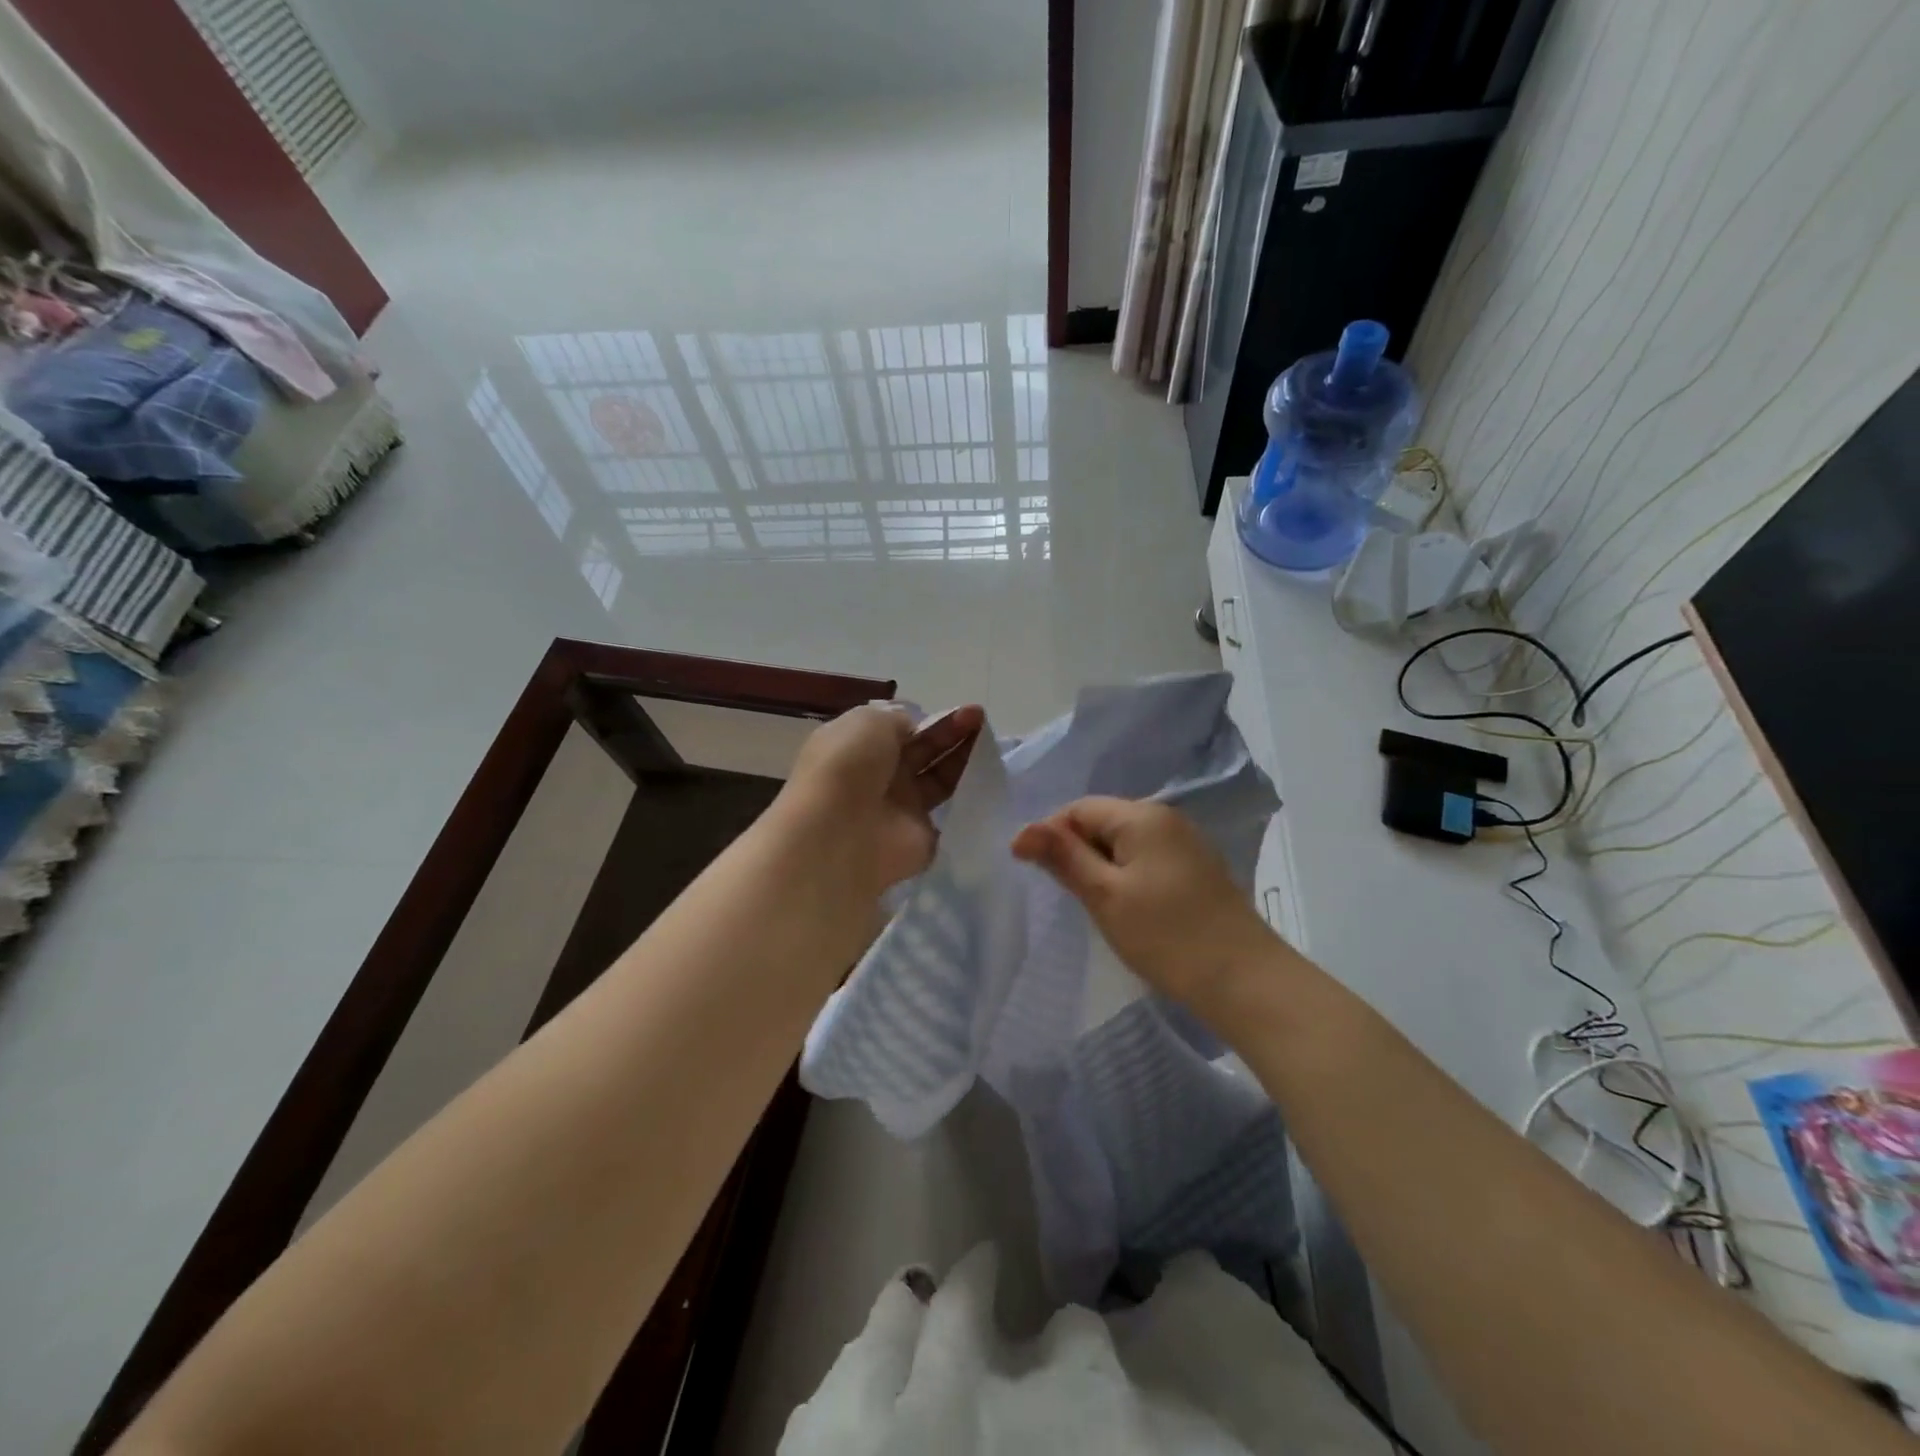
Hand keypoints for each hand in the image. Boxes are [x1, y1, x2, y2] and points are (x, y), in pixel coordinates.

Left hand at [781, 703, 984, 895]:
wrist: (839, 833)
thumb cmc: (849, 766)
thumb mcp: (870, 722)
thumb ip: (899, 720)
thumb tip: (916, 729)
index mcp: (862, 745)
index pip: (905, 729)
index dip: (936, 719)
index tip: (969, 712)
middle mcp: (881, 775)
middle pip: (926, 751)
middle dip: (954, 734)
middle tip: (983, 722)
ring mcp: (902, 808)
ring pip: (940, 780)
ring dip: (964, 761)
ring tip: (990, 747)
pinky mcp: (922, 838)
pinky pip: (951, 816)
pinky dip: (970, 801)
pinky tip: (991, 781)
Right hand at [1012, 796, 1276, 1010]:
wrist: (1244, 979)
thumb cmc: (1166, 935)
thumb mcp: (1104, 895)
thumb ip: (1063, 857)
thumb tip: (1022, 831)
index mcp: (1142, 816)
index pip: (1079, 809)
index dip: (1051, 835)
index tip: (1035, 873)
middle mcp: (1166, 818)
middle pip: (1103, 822)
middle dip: (1078, 852)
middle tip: (1069, 895)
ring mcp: (1187, 843)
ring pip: (1125, 843)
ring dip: (1102, 867)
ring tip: (1096, 905)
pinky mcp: (1198, 869)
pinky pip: (1148, 859)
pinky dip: (1128, 877)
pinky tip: (1129, 909)